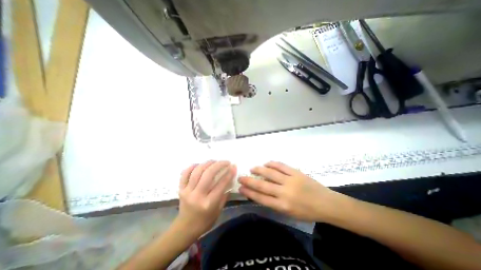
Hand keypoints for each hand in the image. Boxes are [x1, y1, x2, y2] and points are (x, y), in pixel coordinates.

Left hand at [177, 161, 235, 237]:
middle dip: (219, 165)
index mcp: (209, 203)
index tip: (233, 166)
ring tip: (214, 161)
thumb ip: (224, 194)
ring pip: (197, 171)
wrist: (185, 228)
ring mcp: (187, 191)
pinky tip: (199, 164)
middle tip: (226, 162)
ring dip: (207, 163)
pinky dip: (192, 166)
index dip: (229, 173)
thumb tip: (230, 179)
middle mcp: (197, 196)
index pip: (221, 184)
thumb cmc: (205, 221)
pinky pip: (185, 174)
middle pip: (208, 174)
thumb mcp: (218, 210)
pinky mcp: (181, 189)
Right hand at [238, 162, 342, 221]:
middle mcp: (284, 193)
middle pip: (263, 185)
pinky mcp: (296, 172)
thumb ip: (275, 203)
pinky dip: (272, 163)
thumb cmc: (307, 212)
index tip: (241, 188)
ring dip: (259, 170)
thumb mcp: (289, 213)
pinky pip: (281, 166)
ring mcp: (290, 180)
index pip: (261, 198)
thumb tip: (261, 193)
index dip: (249, 193)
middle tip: (241, 177)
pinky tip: (266, 163)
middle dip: (249, 181)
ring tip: (252, 168)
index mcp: (283, 206)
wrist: (327, 203)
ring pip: (270, 173)